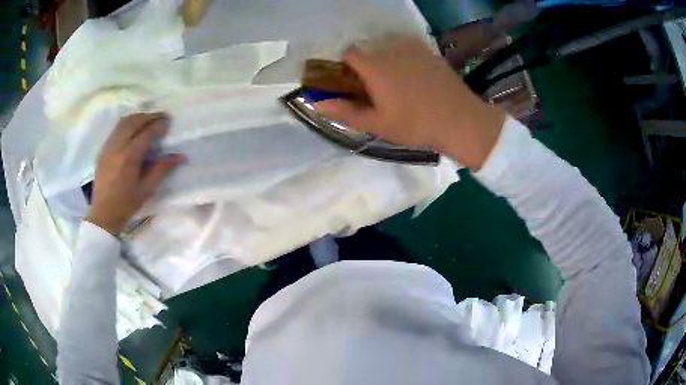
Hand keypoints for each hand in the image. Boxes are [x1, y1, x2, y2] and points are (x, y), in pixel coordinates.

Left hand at [86, 113, 183, 234]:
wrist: (103, 214)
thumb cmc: (126, 204)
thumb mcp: (146, 189)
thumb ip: (161, 169)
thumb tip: (179, 157)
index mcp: (129, 158)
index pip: (146, 133)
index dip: (158, 126)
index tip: (168, 123)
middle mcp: (117, 147)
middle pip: (134, 122)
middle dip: (149, 116)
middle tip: (161, 116)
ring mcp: (108, 147)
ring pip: (123, 122)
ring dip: (138, 117)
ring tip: (148, 119)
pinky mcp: (103, 150)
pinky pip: (116, 129)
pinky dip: (127, 124)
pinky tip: (133, 129)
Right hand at [315, 37, 505, 169]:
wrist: (460, 120)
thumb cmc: (416, 125)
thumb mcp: (377, 124)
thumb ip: (345, 111)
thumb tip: (316, 103)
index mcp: (375, 66)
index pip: (349, 53)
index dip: (347, 67)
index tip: (353, 83)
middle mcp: (391, 49)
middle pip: (369, 50)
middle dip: (367, 65)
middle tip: (378, 89)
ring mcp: (414, 48)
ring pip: (389, 48)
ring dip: (386, 61)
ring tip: (399, 85)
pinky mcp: (430, 52)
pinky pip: (408, 49)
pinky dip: (404, 59)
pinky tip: (416, 79)